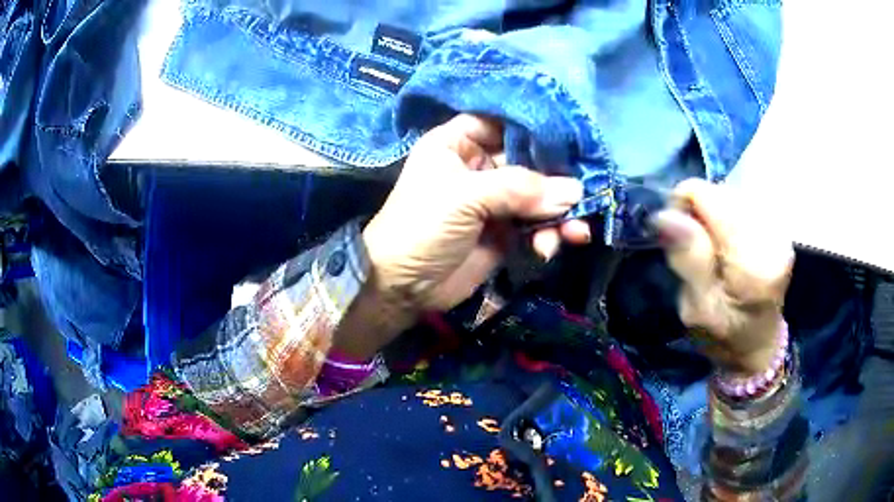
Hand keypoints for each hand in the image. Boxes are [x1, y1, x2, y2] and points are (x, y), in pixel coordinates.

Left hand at [339, 115, 587, 357]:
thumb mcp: (464, 197)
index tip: (572, 136)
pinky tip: (549, 247)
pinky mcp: (505, 231)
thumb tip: (575, 191)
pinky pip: (537, 226)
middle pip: (529, 160)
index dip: (536, 127)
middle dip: (557, 178)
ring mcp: (494, 200)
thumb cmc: (421, 227)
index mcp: (458, 143)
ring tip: (574, 232)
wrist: (403, 287)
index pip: (503, 122)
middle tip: (583, 194)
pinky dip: (549, 235)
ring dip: (559, 213)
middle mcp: (479, 165)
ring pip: (539, 196)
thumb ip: (521, 188)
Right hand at [653, 179, 794, 375]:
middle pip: (719, 192)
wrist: (756, 343)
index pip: (708, 196)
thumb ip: (689, 260)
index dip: (683, 209)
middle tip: (699, 254)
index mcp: (754, 259)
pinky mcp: (777, 225)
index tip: (678, 241)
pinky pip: (740, 203)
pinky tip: (728, 246)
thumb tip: (665, 215)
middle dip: (700, 216)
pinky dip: (727, 220)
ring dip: (714, 218)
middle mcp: (773, 233)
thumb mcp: (698, 309)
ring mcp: (778, 227)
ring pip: (729, 195)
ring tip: (715, 253)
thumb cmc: (724, 335)